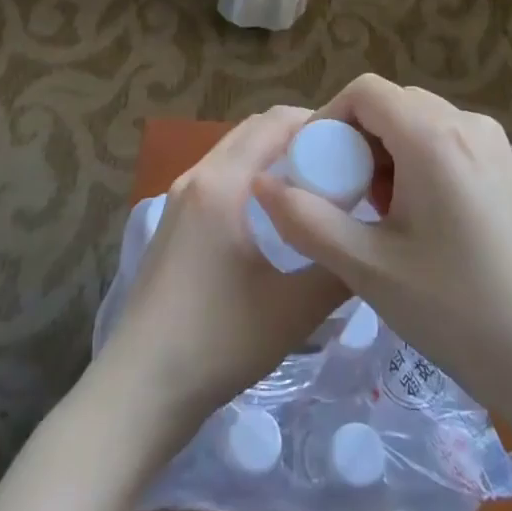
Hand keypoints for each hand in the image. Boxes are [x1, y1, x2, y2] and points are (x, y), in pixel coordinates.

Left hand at [98, 106, 349, 436]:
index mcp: (222, 182)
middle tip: (341, 166)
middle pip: (254, 131)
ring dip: (273, 157)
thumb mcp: (295, 309)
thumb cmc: (218, 341)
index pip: (276, 122)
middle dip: (299, 137)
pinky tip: (274, 218)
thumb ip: (339, 268)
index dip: (319, 123)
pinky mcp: (173, 221)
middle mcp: (197, 176)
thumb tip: (370, 239)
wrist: (140, 388)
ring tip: (314, 190)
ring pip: (235, 154)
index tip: (356, 146)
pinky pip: (220, 177)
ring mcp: (179, 198)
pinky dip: (251, 177)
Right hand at [252, 76, 511, 434]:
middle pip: (392, 104)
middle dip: (355, 138)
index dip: (327, 118)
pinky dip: (416, 163)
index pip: (365, 90)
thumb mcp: (370, 269)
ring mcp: (494, 146)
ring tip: (372, 213)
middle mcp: (467, 125)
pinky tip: (413, 220)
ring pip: (419, 123)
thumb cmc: (459, 313)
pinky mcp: (507, 171)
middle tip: (337, 193)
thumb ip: (308, 221)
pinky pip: (446, 144)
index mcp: (434, 136)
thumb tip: (263, 184)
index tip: (311, 167)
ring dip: (385, 153)